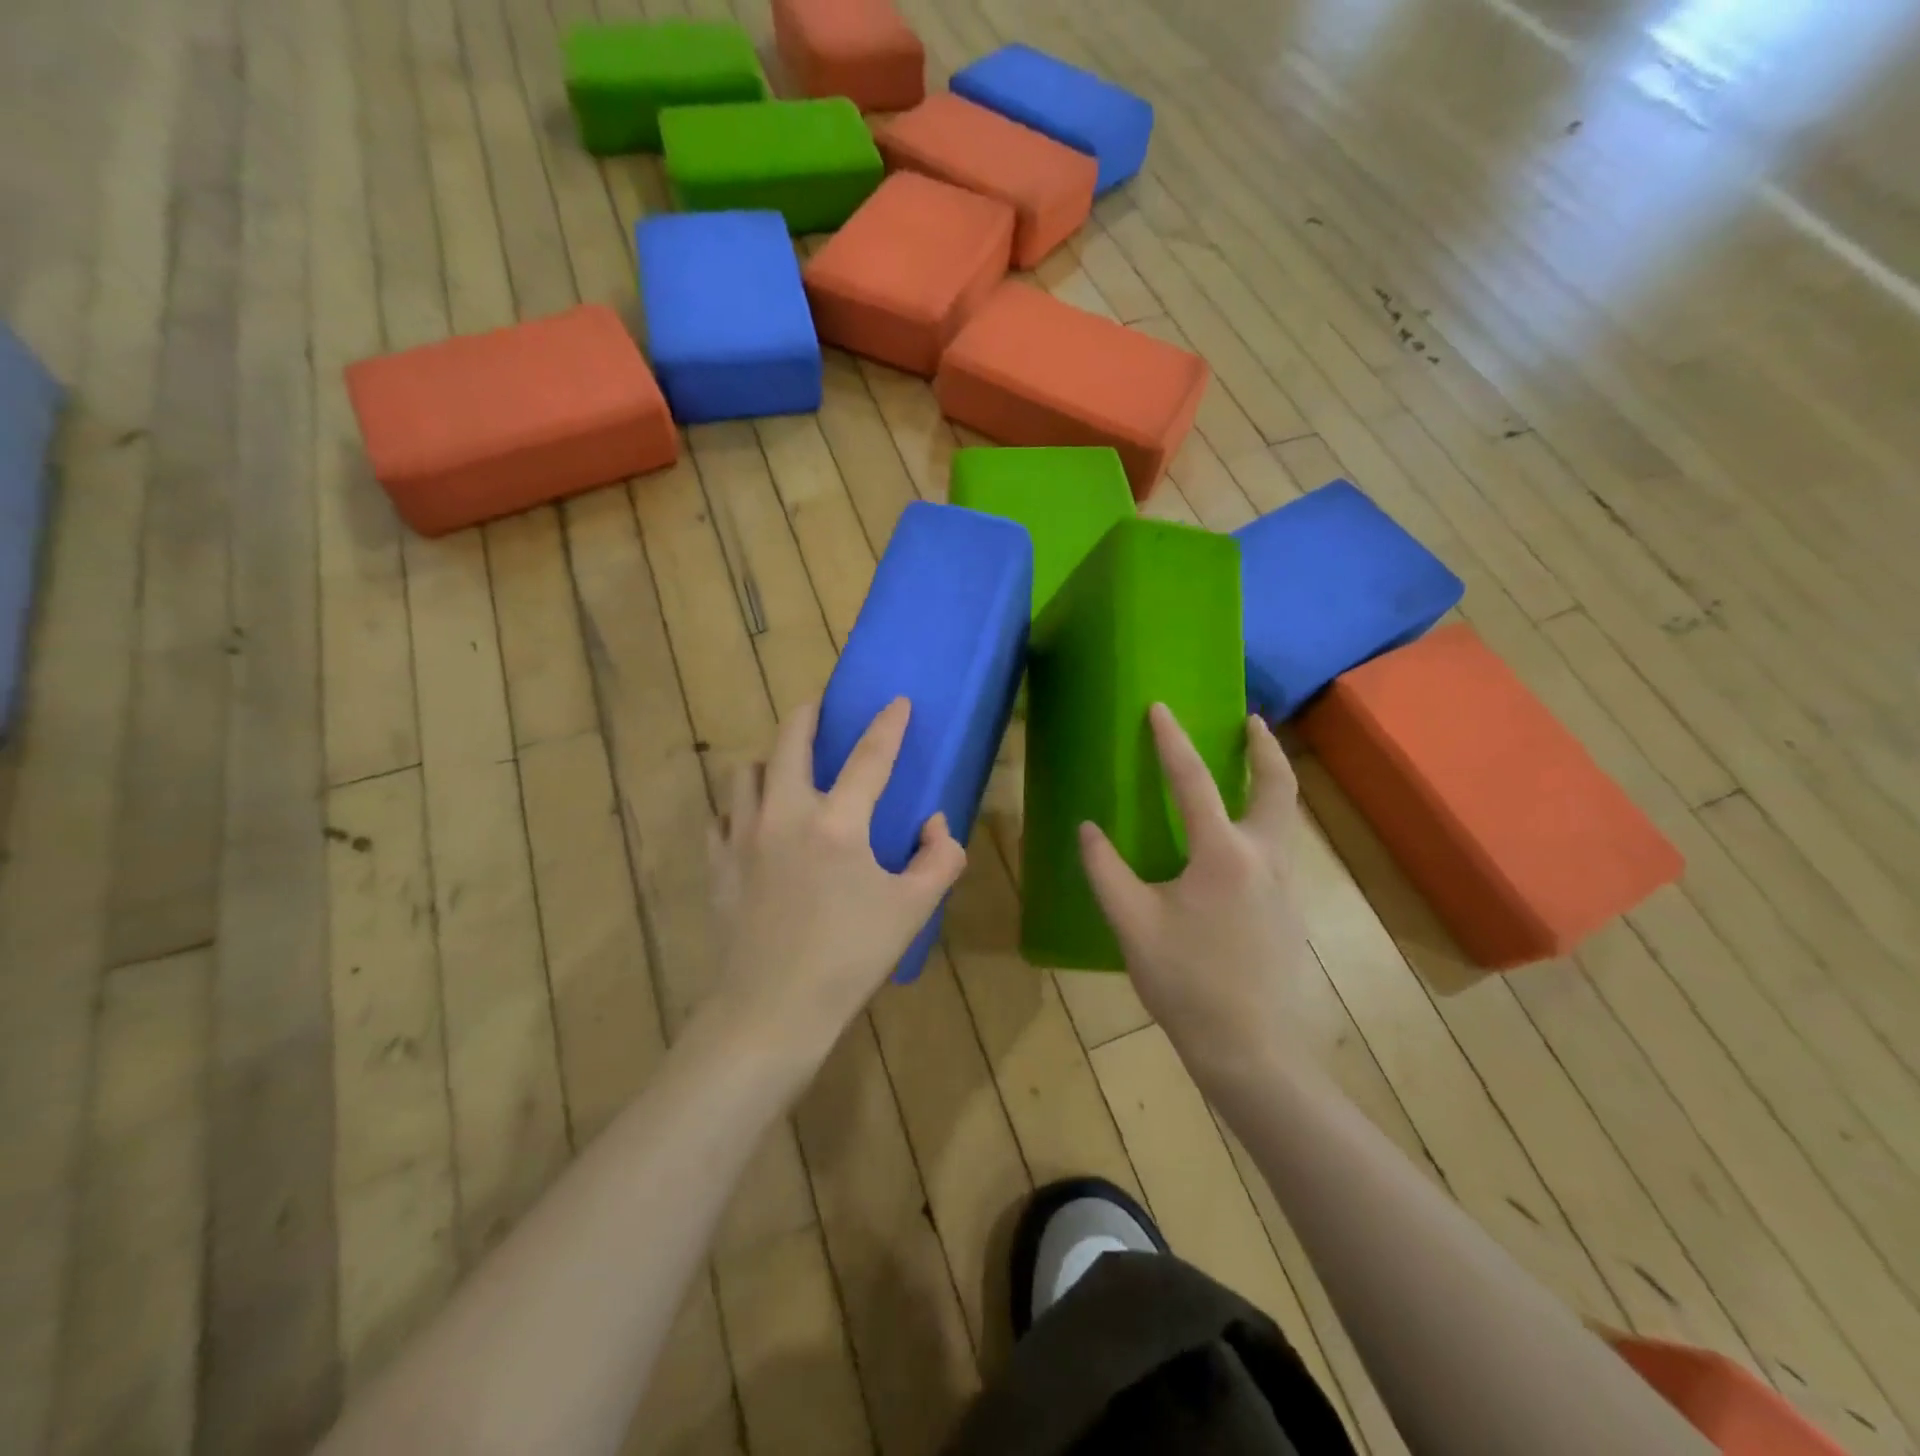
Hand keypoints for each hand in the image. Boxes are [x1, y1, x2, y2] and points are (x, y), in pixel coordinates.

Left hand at [709, 697, 967, 1055]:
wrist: (772, 1010)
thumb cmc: (850, 958)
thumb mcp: (913, 910)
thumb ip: (939, 859)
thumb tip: (936, 824)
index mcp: (837, 824)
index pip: (869, 757)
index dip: (888, 725)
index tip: (896, 700)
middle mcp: (785, 814)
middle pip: (790, 741)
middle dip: (808, 714)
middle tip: (820, 710)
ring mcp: (743, 837)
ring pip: (748, 772)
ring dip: (771, 761)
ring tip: (787, 772)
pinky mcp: (718, 863)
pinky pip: (722, 816)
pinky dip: (740, 808)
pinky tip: (754, 824)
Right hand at [1078, 705, 1312, 1075]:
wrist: (1251, 1048)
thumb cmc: (1186, 983)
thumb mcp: (1132, 925)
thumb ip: (1106, 871)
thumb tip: (1088, 829)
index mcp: (1222, 855)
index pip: (1194, 782)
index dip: (1173, 741)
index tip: (1160, 708)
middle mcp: (1263, 858)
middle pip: (1276, 787)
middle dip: (1265, 749)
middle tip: (1252, 721)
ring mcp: (1285, 884)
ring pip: (1285, 817)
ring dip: (1269, 782)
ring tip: (1248, 767)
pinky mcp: (1290, 909)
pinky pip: (1280, 846)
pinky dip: (1265, 819)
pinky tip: (1239, 840)